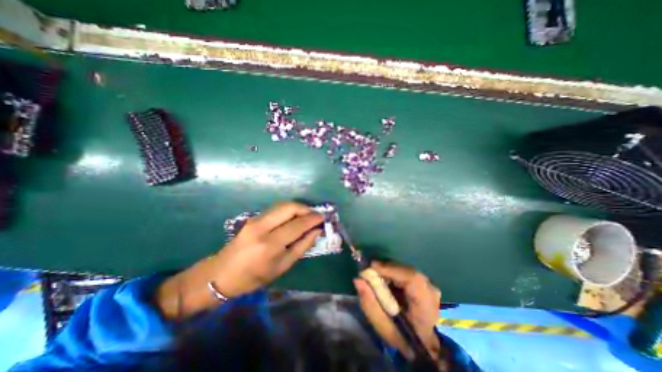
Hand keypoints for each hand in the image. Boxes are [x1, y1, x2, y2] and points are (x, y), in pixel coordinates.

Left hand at [212, 202, 323, 298]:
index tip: (323, 217)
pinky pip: (276, 209)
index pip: (298, 224)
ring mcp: (255, 220)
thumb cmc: (254, 277)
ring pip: (282, 205)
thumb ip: (302, 247)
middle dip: (306, 208)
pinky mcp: (253, 218)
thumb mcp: (282, 267)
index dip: (313, 219)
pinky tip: (293, 217)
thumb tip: (316, 231)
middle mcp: (262, 227)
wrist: (221, 274)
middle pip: (289, 207)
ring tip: (306, 216)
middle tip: (315, 215)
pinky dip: (288, 210)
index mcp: (270, 244)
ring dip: (297, 207)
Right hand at [354, 262, 440, 359]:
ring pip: (405, 270)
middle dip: (387, 269)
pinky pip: (406, 273)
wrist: (422, 345)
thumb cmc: (402, 338)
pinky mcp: (425, 283)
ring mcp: (430, 286)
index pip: (412, 279)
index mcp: (426, 307)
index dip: (391, 269)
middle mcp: (431, 292)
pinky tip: (386, 280)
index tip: (372, 267)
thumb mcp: (382, 326)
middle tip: (370, 272)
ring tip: (376, 276)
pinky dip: (394, 274)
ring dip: (390, 271)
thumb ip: (369, 303)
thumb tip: (358, 280)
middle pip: (407, 271)